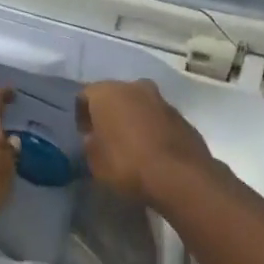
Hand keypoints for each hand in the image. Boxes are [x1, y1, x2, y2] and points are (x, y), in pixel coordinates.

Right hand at [76, 80, 216, 208]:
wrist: (180, 176)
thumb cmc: (128, 165)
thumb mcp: (95, 162)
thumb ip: (91, 144)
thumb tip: (94, 138)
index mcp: (107, 93)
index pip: (85, 96)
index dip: (82, 115)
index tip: (84, 134)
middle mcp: (134, 87)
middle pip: (115, 95)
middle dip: (109, 112)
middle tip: (106, 137)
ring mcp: (161, 99)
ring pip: (139, 103)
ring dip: (133, 118)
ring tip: (131, 144)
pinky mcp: (181, 115)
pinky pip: (158, 117)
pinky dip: (152, 127)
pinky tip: (152, 149)